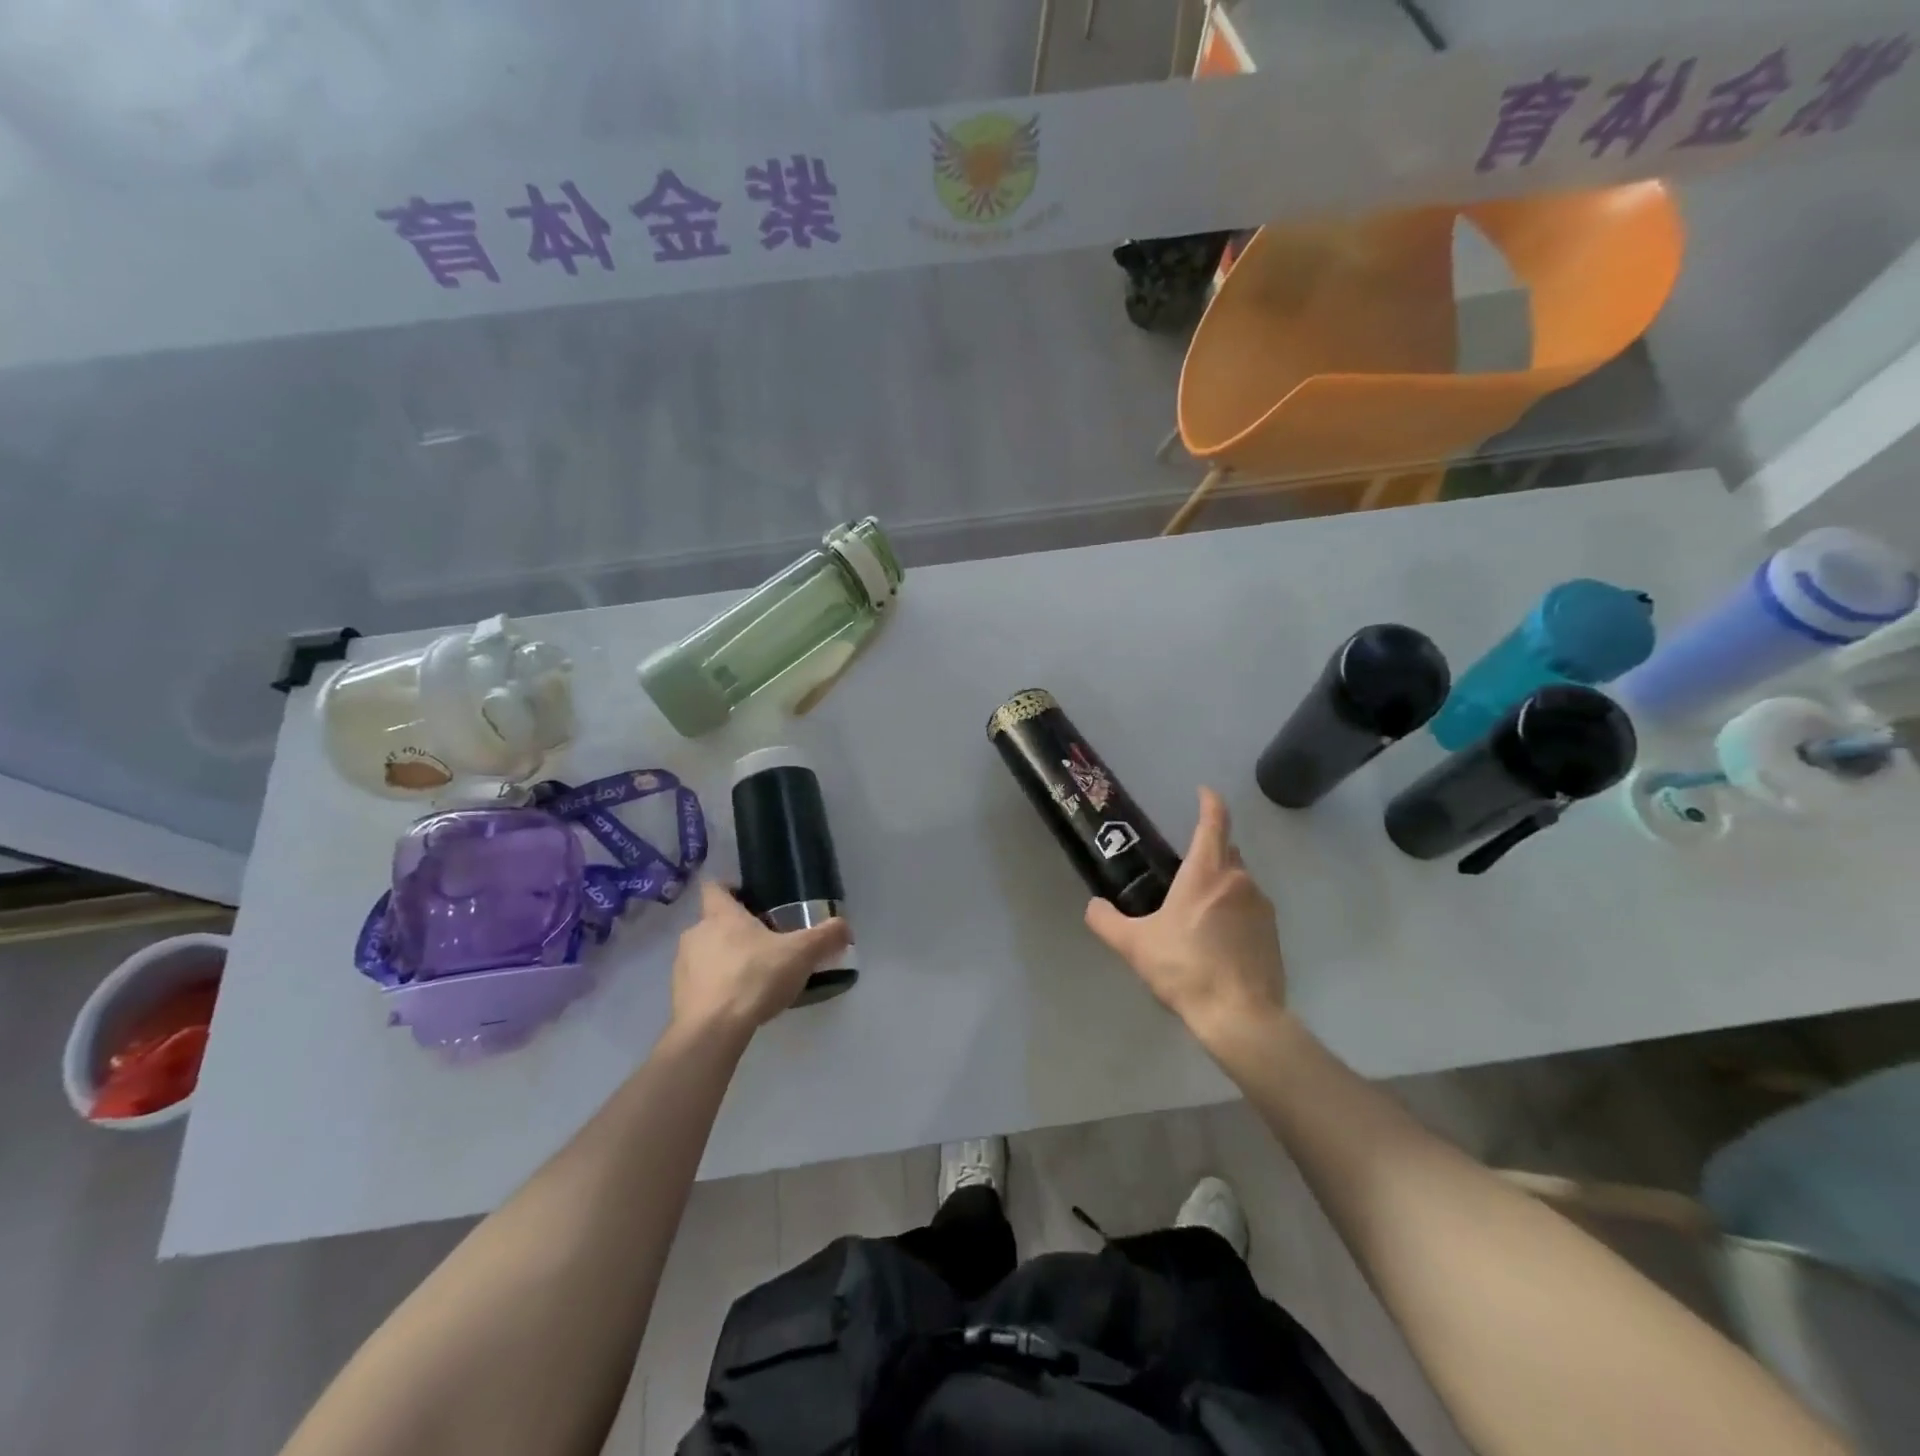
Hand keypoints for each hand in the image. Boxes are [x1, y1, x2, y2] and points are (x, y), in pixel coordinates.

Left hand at [670, 880, 851, 1034]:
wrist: (712, 1031)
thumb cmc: (754, 977)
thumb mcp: (802, 954)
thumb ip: (826, 936)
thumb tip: (845, 927)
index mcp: (720, 915)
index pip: (714, 887)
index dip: (729, 888)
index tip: (749, 898)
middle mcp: (695, 933)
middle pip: (713, 922)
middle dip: (735, 930)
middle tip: (765, 942)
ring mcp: (682, 967)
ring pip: (705, 953)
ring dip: (724, 959)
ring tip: (754, 975)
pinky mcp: (679, 997)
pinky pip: (700, 983)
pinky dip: (717, 987)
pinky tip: (739, 1002)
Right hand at [1084, 787, 1286, 1045]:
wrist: (1240, 1016)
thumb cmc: (1185, 968)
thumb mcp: (1134, 945)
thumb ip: (1107, 921)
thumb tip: (1094, 906)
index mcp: (1206, 872)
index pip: (1214, 822)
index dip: (1209, 802)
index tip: (1203, 792)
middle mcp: (1239, 880)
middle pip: (1227, 849)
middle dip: (1209, 848)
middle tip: (1183, 867)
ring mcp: (1261, 906)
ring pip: (1239, 880)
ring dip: (1220, 884)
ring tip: (1195, 911)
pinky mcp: (1273, 933)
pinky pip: (1250, 907)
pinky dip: (1233, 910)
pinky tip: (1216, 938)